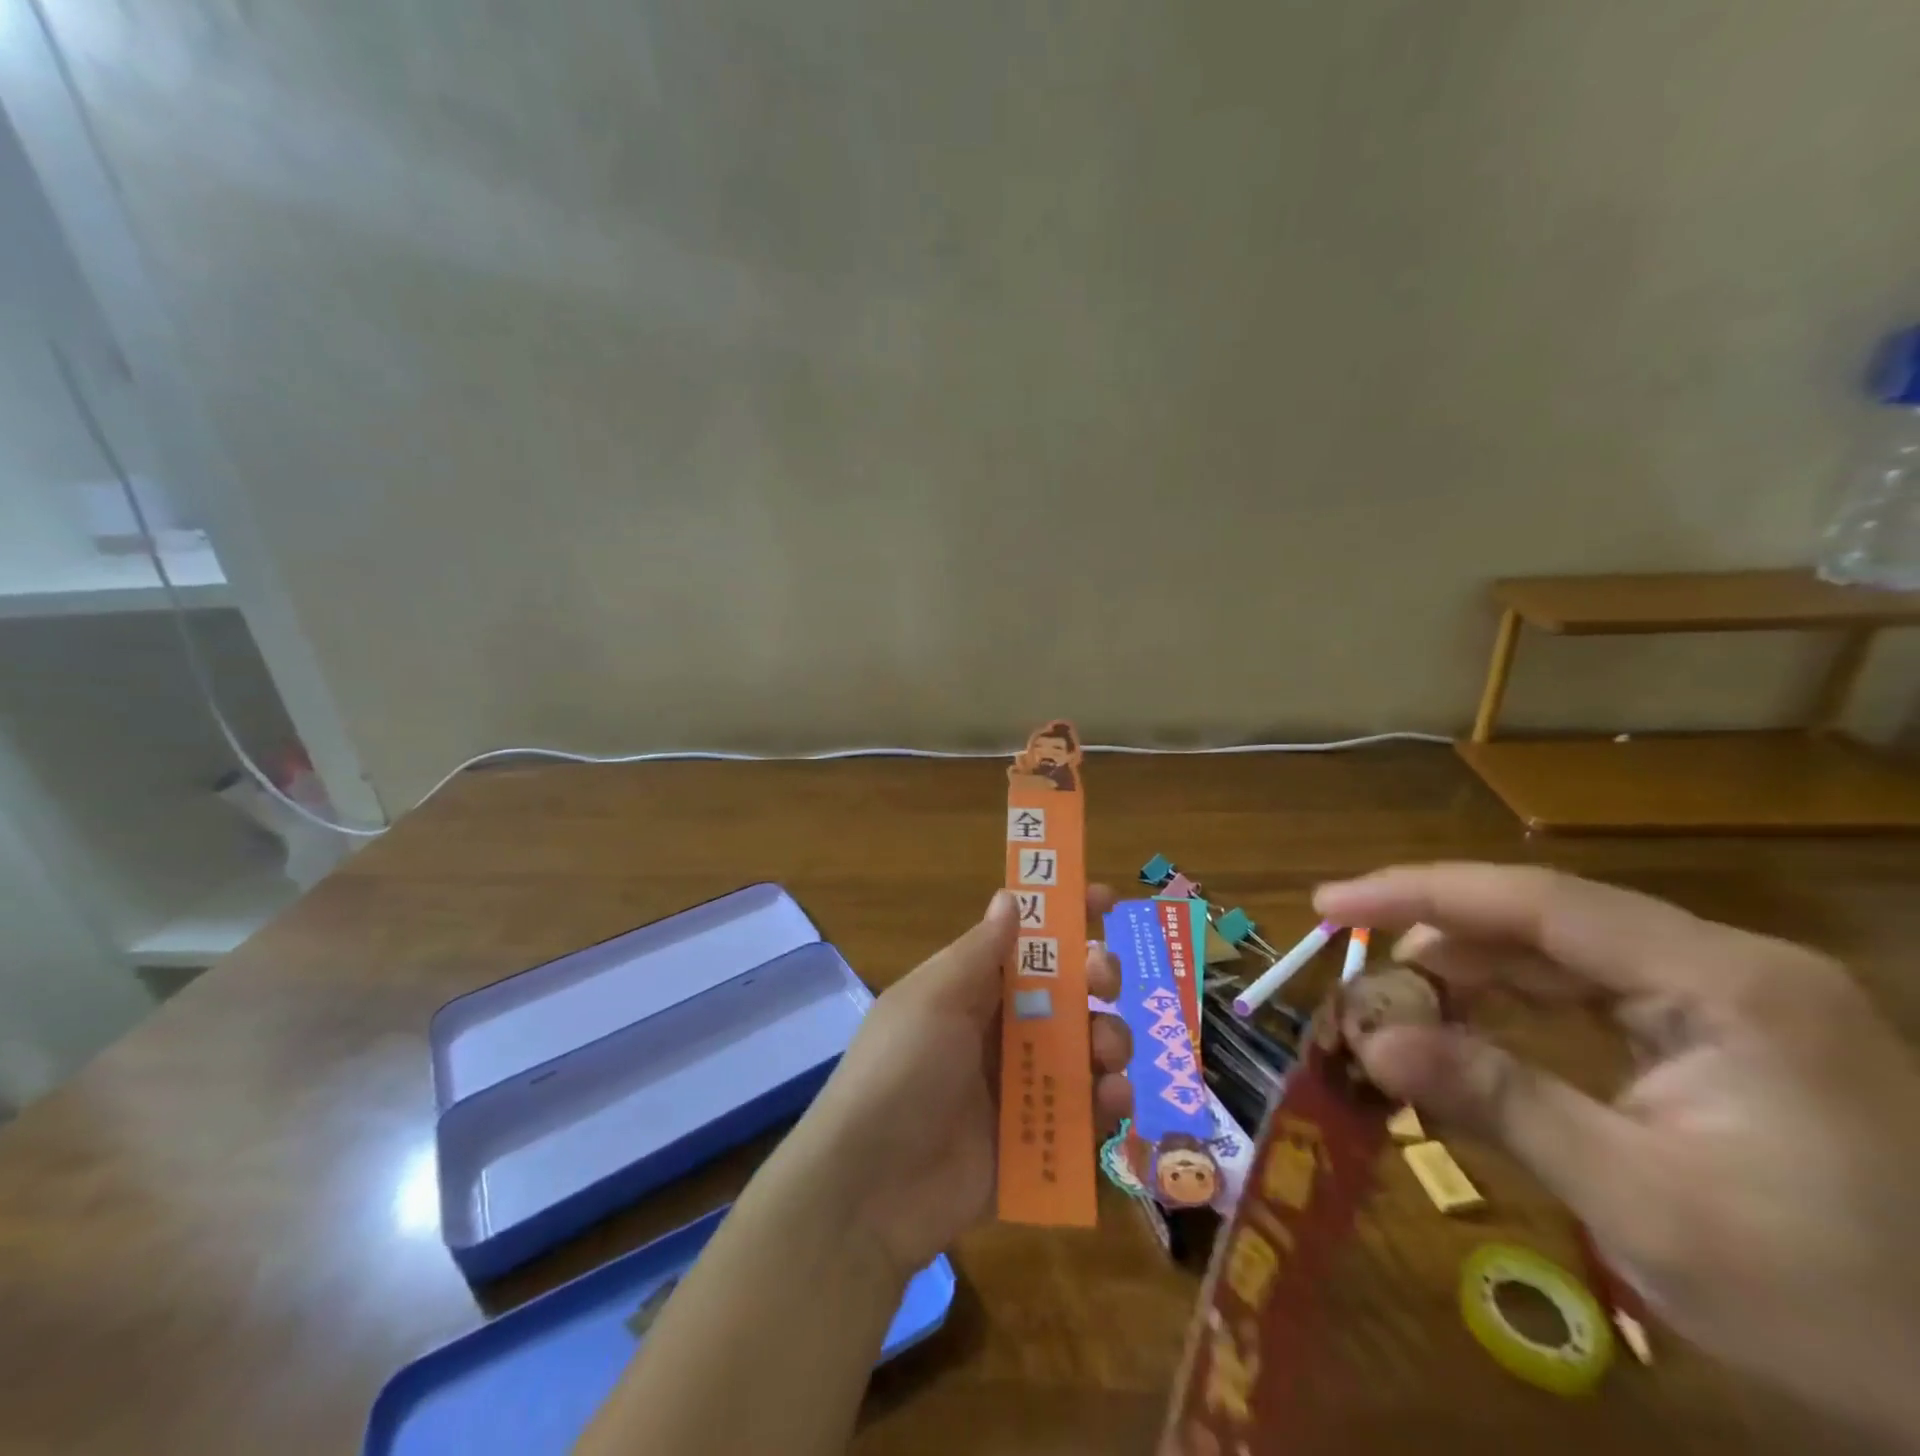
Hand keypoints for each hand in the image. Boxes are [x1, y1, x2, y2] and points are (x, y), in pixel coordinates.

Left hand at [782, 887, 1134, 1282]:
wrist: (870, 1189)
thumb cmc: (900, 1071)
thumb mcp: (933, 998)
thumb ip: (980, 951)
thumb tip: (1010, 896)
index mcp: (973, 989)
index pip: (1028, 942)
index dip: (1066, 918)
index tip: (1107, 900)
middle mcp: (1001, 1029)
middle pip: (1068, 991)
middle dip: (1096, 977)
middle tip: (1103, 981)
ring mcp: (1021, 1085)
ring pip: (1086, 1047)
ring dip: (1109, 1039)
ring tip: (1105, 1054)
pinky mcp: (1037, 1139)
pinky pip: (1086, 1111)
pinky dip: (1107, 1102)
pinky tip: (1109, 1101)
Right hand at [1315, 863, 1919, 1443]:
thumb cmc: (1848, 1308)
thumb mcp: (1646, 1205)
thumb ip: (1500, 1103)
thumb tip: (1372, 1043)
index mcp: (1721, 983)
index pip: (1535, 902)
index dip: (1417, 894)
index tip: (1329, 905)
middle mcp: (1721, 966)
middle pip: (1539, 921)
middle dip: (1434, 943)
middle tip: (1353, 979)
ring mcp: (1724, 1001)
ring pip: (1555, 956)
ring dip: (1466, 980)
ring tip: (1395, 1016)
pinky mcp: (1719, 1037)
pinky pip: (1585, 998)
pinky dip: (1511, 1012)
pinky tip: (1466, 1039)